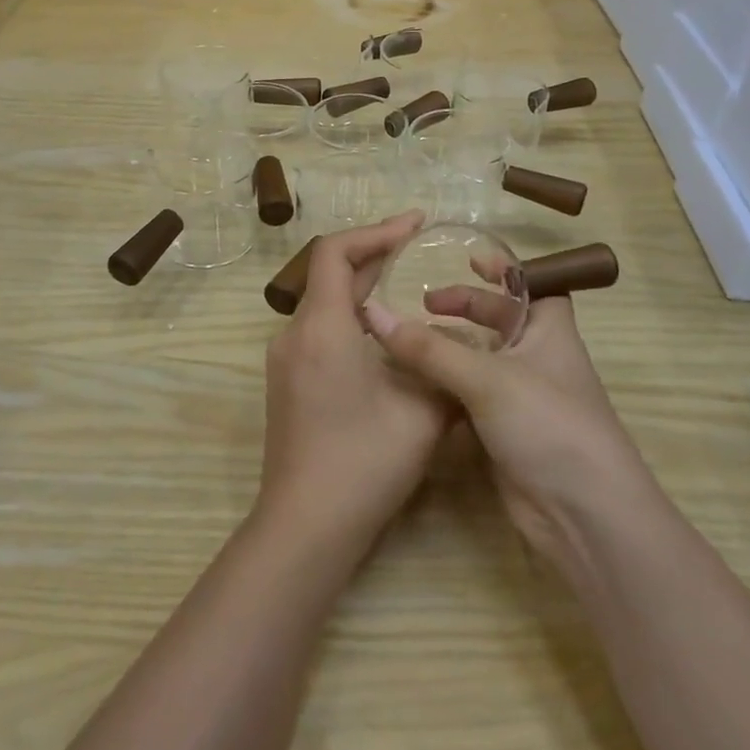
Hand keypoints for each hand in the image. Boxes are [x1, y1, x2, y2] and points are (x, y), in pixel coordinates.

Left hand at [259, 212, 451, 550]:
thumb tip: (464, 341)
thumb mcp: (422, 412)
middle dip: (374, 255)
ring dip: (363, 288)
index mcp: (322, 327)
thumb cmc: (364, 463)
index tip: (415, 224)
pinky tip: (385, 336)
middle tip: (418, 247)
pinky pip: (319, 330)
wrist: (305, 525)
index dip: (375, 230)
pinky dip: (351, 317)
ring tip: (408, 285)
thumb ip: (445, 365)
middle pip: (329, 274)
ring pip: (324, 304)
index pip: (335, 251)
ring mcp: (285, 360)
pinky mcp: (286, 382)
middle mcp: (294, 334)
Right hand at [361, 286, 646, 582]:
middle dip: (468, 307)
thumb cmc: (548, 425)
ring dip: (452, 348)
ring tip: (412, 339)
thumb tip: (373, 313)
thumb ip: (429, 348)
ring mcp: (522, 398)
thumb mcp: (487, 378)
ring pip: (483, 359)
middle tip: (427, 302)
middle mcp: (539, 358)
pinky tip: (417, 383)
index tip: (468, 258)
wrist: (583, 516)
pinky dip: (447, 385)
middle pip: (502, 320)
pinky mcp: (506, 432)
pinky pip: (472, 395)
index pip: (532, 285)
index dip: (505, 270)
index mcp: (550, 331)